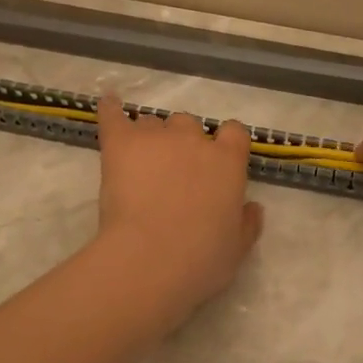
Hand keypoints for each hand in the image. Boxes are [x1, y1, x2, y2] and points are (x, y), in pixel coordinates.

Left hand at [94, 95, 264, 329]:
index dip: (225, 143)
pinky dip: (110, 109)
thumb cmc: (200, 259)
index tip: (217, 161)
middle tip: (173, 172)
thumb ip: (247, 223)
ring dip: (150, 137)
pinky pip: (113, 115)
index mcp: (228, 161)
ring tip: (140, 162)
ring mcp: (156, 137)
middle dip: (183, 142)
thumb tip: (254, 208)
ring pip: (153, 122)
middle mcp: (194, 140)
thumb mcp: (237, 248)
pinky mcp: (120, 143)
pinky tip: (109, 103)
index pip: (234, 132)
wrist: (149, 259)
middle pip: (189, 124)